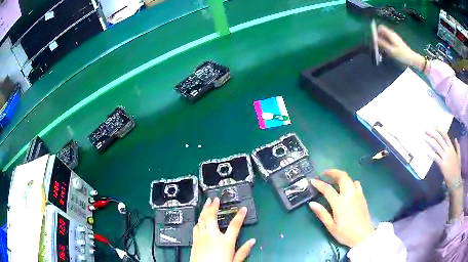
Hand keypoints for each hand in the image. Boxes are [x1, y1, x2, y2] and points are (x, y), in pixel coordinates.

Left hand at [190, 197, 255, 261]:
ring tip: (206, 204)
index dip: (240, 216)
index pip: (235, 225)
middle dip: (213, 206)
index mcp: (225, 241)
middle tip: (214, 199)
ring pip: (201, 220)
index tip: (243, 209)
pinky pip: (196, 227)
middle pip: (211, 217)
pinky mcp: (194, 241)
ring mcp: (202, 237)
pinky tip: (199, 220)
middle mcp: (212, 236)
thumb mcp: (235, 260)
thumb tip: (252, 241)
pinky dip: (198, 221)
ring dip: (204, 210)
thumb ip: (244, 250)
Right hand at [308, 169, 374, 247]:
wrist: (363, 236)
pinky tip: (346, 189)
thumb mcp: (331, 226)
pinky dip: (349, 182)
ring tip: (333, 180)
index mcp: (340, 203)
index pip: (327, 189)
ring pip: (349, 178)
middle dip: (332, 172)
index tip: (312, 180)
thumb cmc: (345, 233)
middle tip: (324, 174)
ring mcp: (357, 194)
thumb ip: (322, 213)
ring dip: (340, 176)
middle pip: (342, 176)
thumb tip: (311, 203)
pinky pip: (356, 183)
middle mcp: (349, 194)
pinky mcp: (362, 196)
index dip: (319, 183)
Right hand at [377, 25, 424, 69]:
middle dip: (378, 38)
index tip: (375, 40)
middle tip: (377, 47)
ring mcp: (394, 38)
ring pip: (385, 37)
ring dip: (382, 42)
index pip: (380, 27)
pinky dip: (386, 44)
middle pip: (382, 32)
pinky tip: (387, 51)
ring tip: (382, 50)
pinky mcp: (396, 42)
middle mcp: (392, 34)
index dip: (376, 32)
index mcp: (391, 34)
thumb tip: (375, 39)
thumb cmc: (403, 55)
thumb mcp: (392, 51)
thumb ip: (383, 44)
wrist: (412, 59)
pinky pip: (388, 40)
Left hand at [426, 127, 461, 191]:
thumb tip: (455, 138)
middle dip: (432, 133)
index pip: (445, 136)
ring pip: (437, 147)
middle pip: (440, 139)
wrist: (456, 181)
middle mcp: (448, 151)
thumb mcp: (459, 156)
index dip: (440, 130)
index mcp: (452, 148)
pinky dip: (431, 155)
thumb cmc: (457, 169)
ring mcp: (445, 158)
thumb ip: (457, 147)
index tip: (434, 125)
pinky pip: (436, 158)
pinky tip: (426, 152)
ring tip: (424, 137)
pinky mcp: (443, 165)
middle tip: (425, 129)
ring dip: (430, 142)